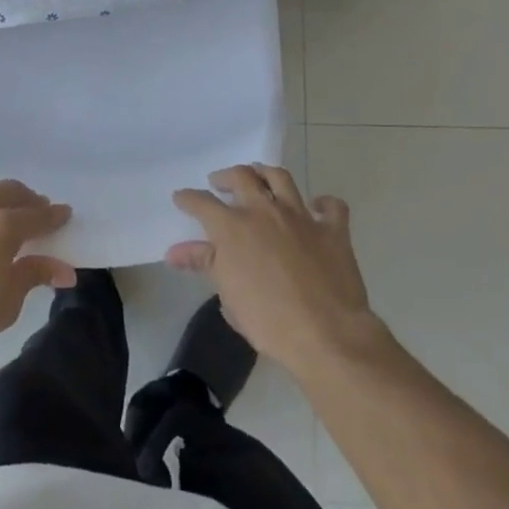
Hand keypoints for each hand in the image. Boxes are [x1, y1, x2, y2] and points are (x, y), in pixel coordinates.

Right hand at [169, 165, 381, 376]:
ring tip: (259, 177)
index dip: (189, 199)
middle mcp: (265, 211)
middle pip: (241, 177)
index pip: (203, 203)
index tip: (181, 198)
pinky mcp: (333, 230)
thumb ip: (203, 264)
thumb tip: (175, 252)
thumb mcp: (228, 295)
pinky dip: (323, 203)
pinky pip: (331, 206)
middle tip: (220, 183)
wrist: (325, 334)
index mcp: (233, 227)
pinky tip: (317, 207)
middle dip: (226, 177)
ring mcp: (301, 217)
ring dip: (265, 174)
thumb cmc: (268, 321)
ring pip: (281, 178)